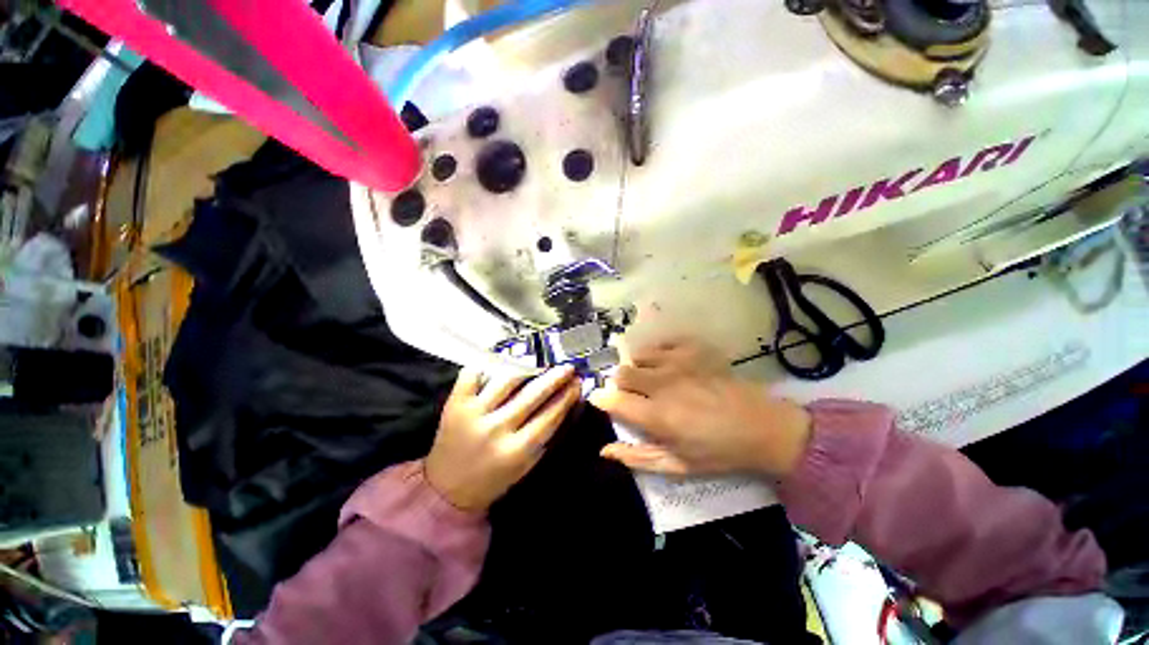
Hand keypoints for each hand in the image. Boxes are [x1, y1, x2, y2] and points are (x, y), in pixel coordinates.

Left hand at [425, 365, 580, 511]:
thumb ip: (545, 436)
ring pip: (507, 380)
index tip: (577, 383)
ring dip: (527, 368)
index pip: (550, 416)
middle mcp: (496, 429)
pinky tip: (501, 361)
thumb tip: (566, 404)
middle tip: (567, 368)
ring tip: (539, 363)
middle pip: (533, 395)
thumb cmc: (493, 479)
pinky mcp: (455, 404)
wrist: (446, 490)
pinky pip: (472, 374)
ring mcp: (474, 413)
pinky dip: (486, 364)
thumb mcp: (526, 465)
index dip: (567, 396)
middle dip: (555, 378)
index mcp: (517, 450)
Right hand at [589, 340, 810, 477]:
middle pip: (622, 373)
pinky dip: (660, 353)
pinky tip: (670, 365)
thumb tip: (604, 450)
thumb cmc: (718, 451)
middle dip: (621, 385)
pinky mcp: (694, 350)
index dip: (601, 399)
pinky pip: (662, 344)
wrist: (762, 427)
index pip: (613, 400)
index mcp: (657, 416)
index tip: (602, 402)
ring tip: (653, 379)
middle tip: (636, 396)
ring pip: (639, 355)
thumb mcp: (677, 465)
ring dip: (640, 368)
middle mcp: (663, 384)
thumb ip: (637, 458)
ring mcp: (679, 362)